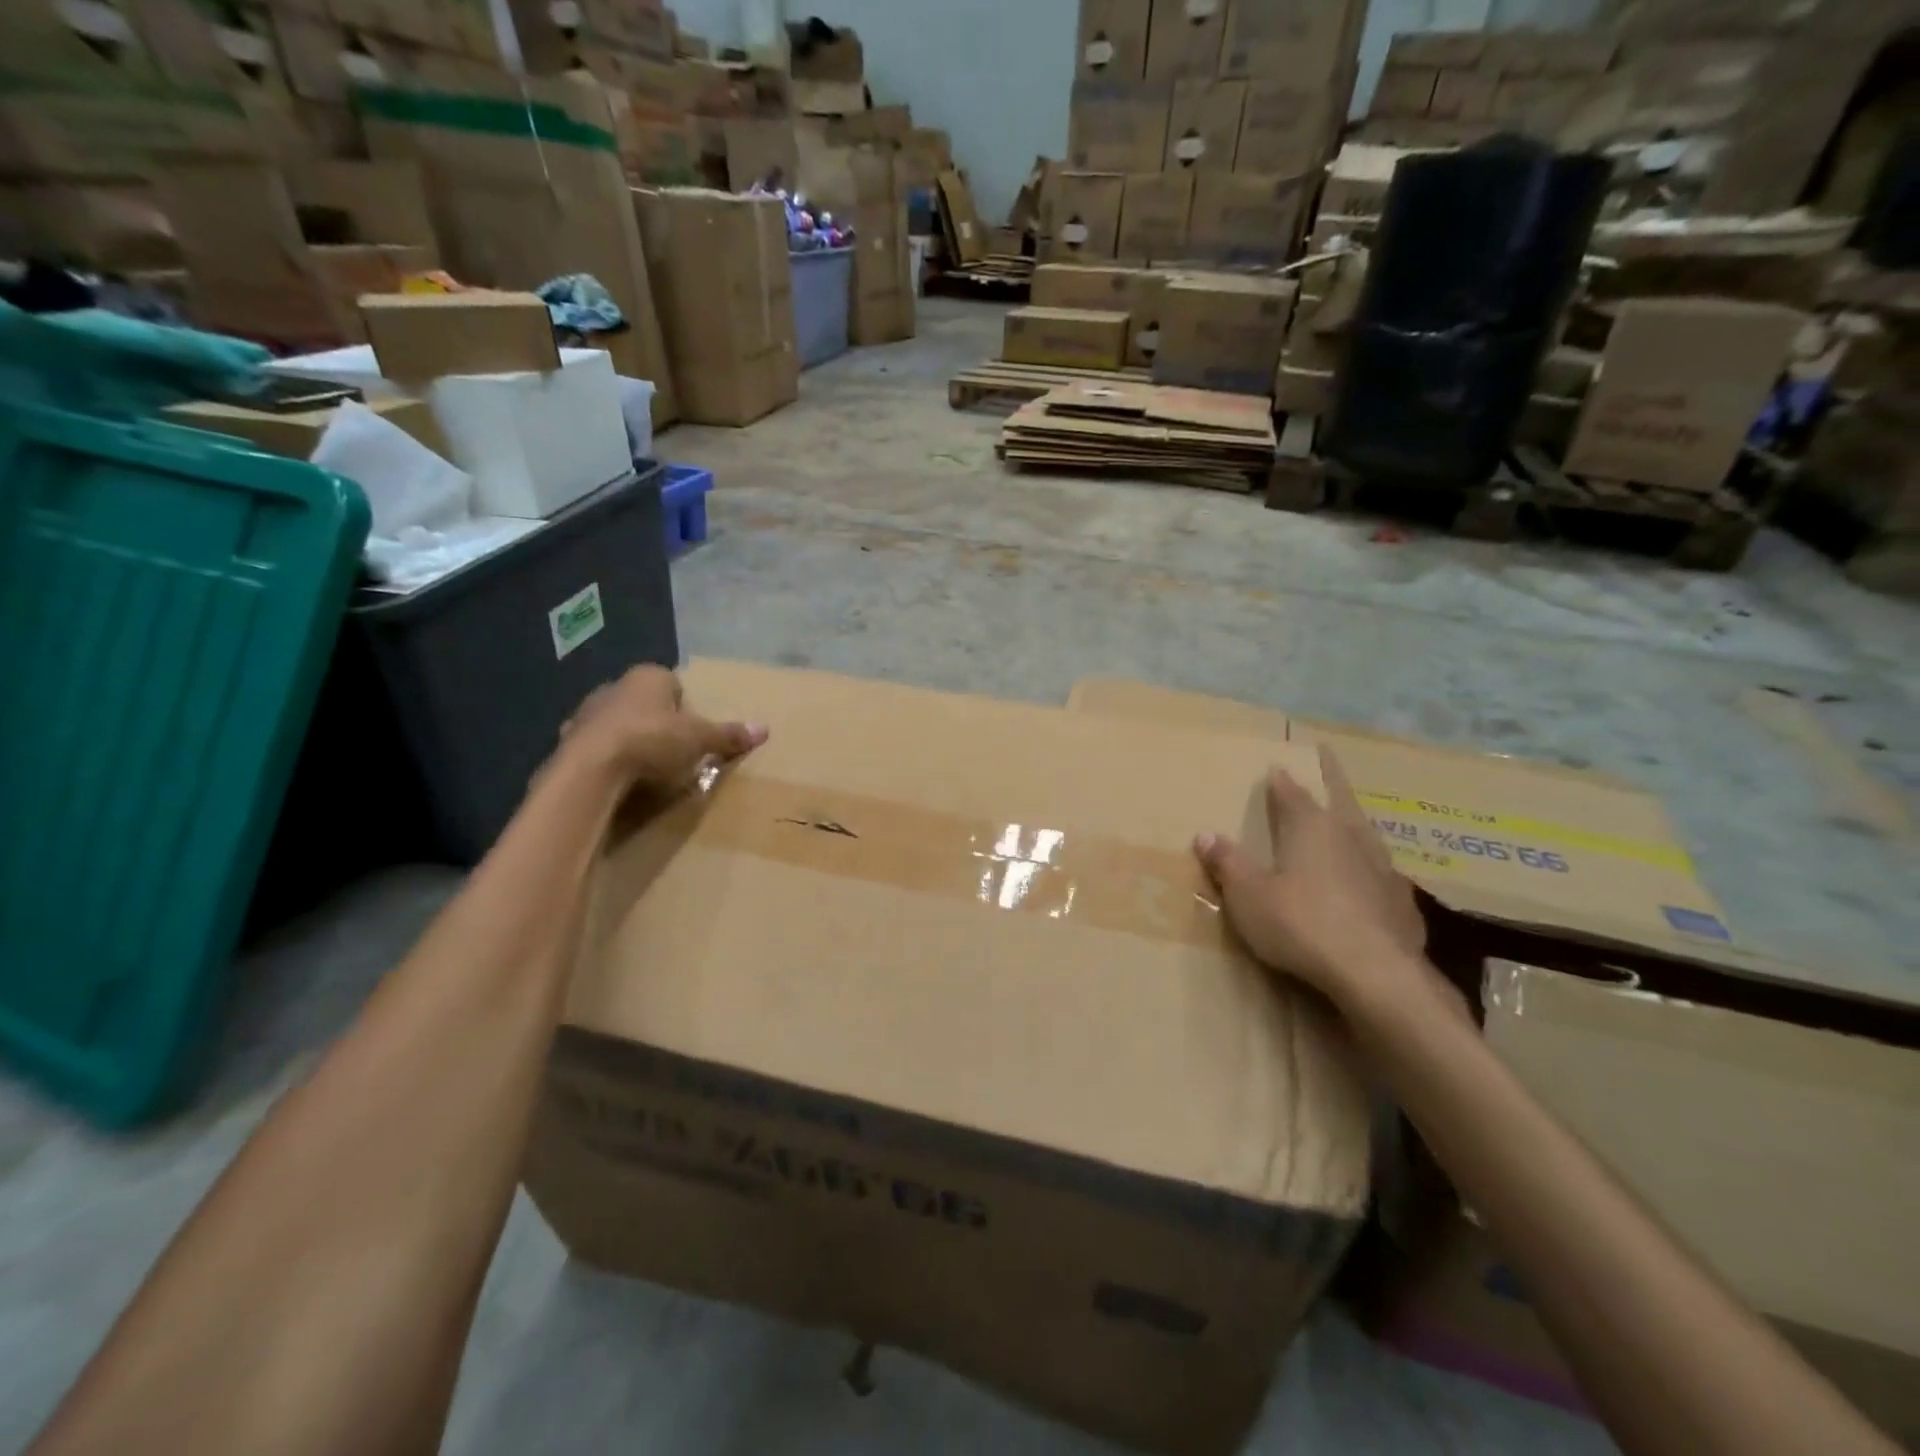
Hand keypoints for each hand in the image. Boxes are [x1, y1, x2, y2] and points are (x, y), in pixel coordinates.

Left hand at [560, 665, 765, 795]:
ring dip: (631, 741)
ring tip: (648, 770)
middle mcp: (615, 686)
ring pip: (619, 724)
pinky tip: (620, 779)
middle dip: (659, 724)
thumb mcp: (700, 739)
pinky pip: (597, 748)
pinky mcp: (568, 741)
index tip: (694, 733)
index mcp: (649, 677)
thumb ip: (728, 734)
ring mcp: (587, 713)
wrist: (591, 769)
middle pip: (646, 704)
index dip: (686, 708)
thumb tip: (764, 728)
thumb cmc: (652, 741)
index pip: (674, 685)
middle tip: (675, 753)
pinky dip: (608, 759)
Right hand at [1194, 745, 1429, 1012]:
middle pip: (1340, 801)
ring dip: (1354, 824)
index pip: (1292, 793)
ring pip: (1366, 834)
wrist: (1375, 974)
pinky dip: (1369, 869)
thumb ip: (1228, 863)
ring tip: (1347, 821)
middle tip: (1329, 763)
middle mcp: (1350, 837)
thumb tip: (1205, 834)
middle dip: (1332, 782)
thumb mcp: (1248, 895)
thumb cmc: (1300, 924)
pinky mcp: (1401, 902)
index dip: (1281, 781)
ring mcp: (1382, 868)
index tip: (1277, 767)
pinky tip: (1367, 882)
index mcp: (1311, 828)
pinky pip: (1381, 873)